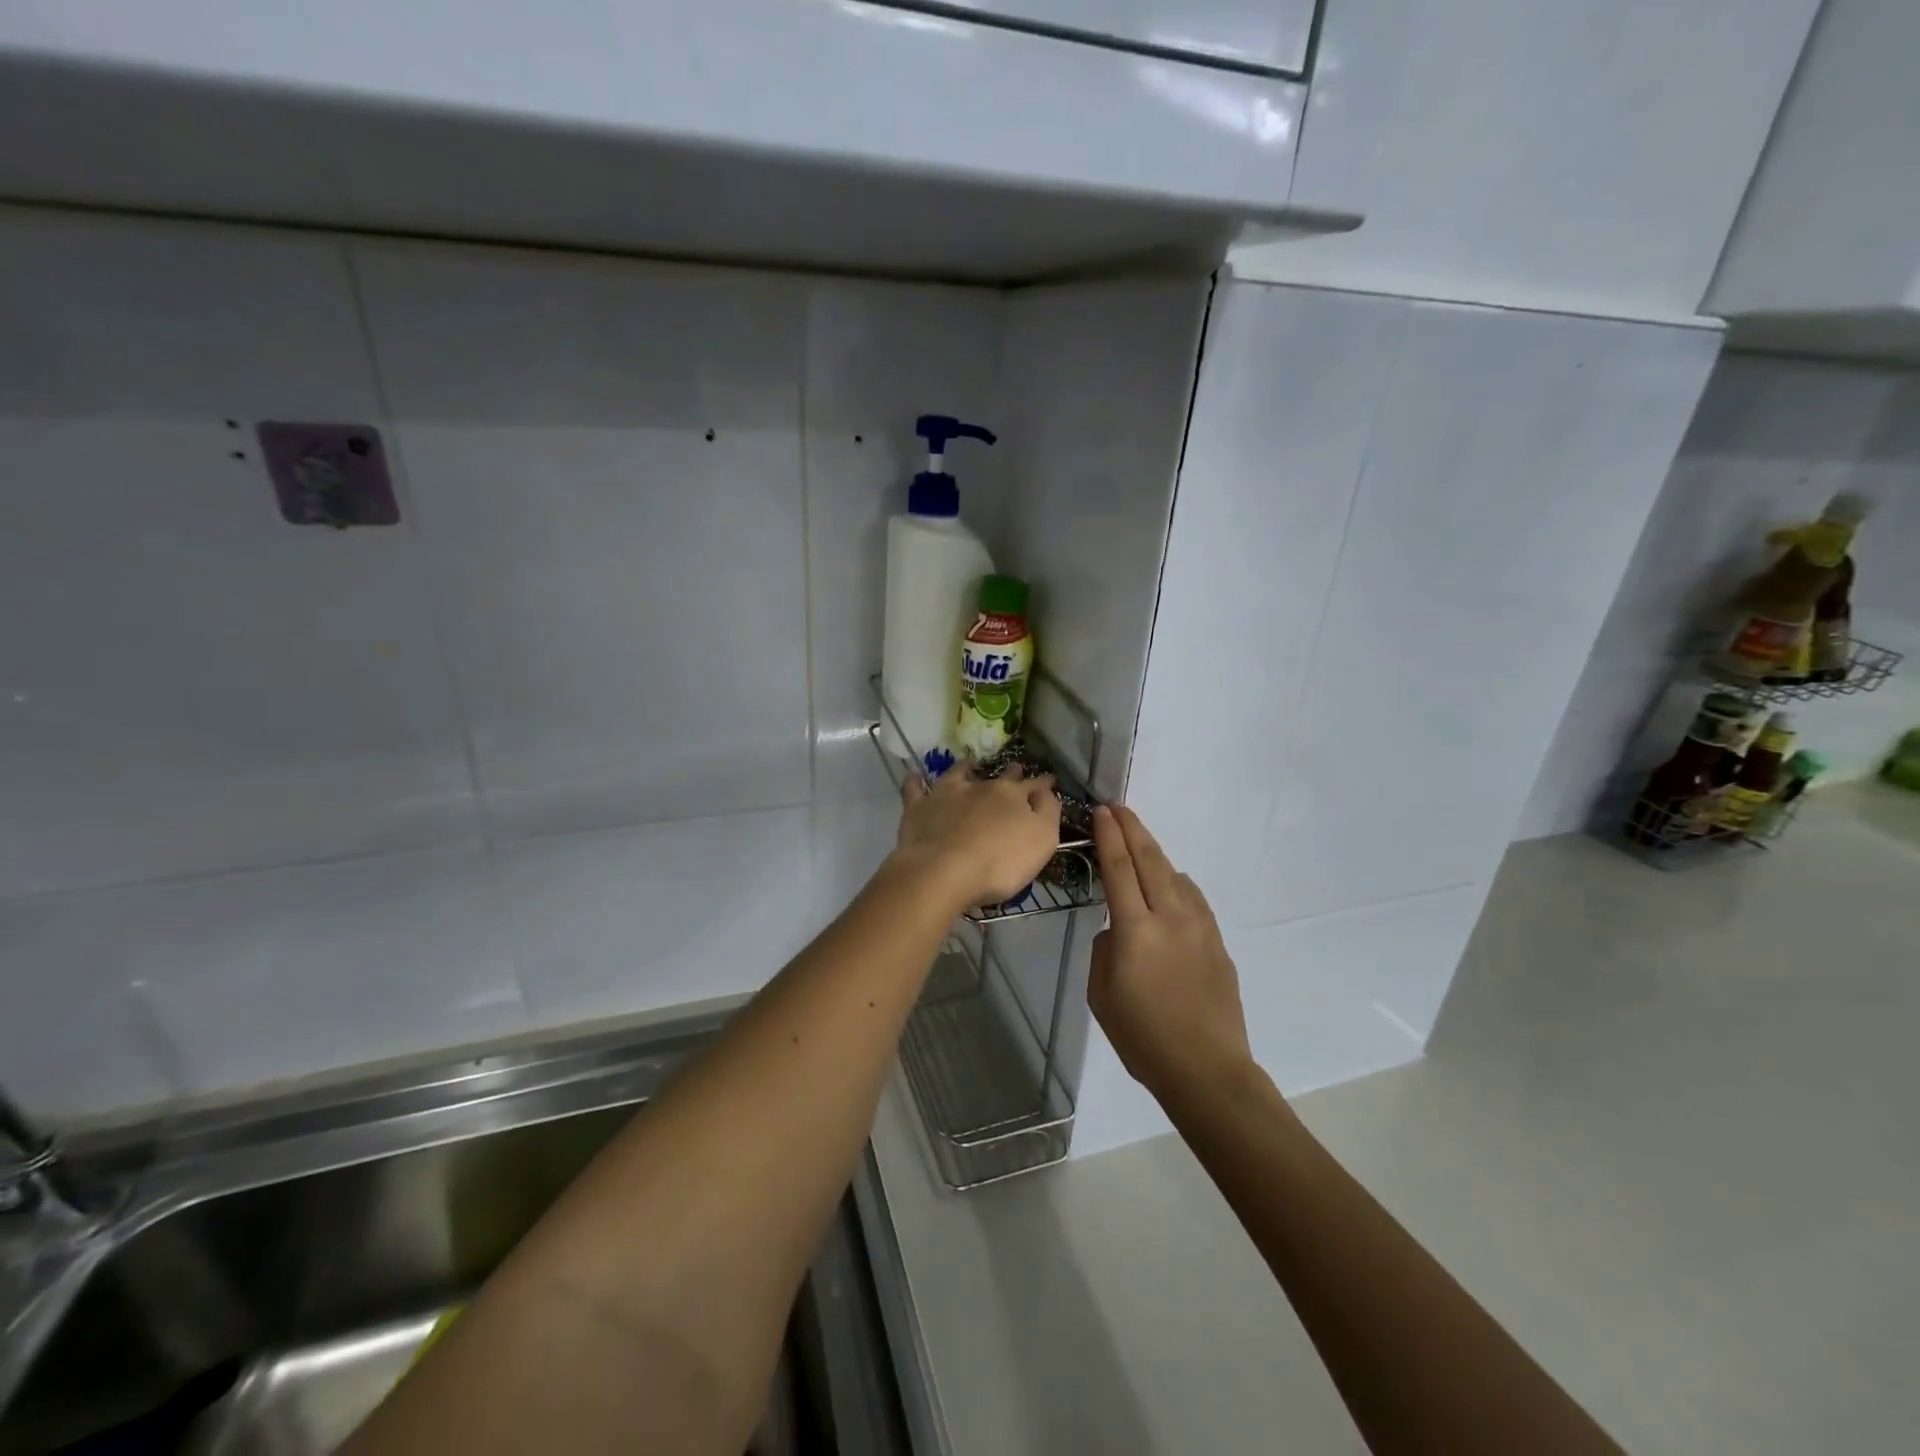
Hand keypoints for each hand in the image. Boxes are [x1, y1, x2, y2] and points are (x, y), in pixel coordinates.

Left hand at [893, 762, 1060, 910]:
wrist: (943, 871)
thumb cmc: (999, 863)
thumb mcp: (1042, 840)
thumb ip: (1047, 812)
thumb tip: (1045, 792)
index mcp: (1013, 796)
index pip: (1034, 785)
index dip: (1043, 783)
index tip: (1049, 780)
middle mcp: (981, 787)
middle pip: (1000, 777)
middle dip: (1011, 773)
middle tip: (1014, 770)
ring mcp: (947, 794)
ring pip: (959, 773)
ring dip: (967, 767)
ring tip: (970, 763)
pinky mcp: (919, 808)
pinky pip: (915, 788)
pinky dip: (916, 781)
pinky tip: (915, 775)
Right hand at [1089, 805, 1252, 1100]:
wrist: (1207, 1070)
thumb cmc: (1143, 1037)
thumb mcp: (1101, 994)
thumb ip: (1105, 949)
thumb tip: (1118, 930)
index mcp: (1135, 930)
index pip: (1119, 868)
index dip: (1109, 836)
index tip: (1102, 811)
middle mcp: (1170, 917)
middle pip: (1150, 859)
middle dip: (1132, 828)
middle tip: (1118, 807)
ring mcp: (1200, 927)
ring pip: (1175, 874)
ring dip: (1154, 852)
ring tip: (1138, 842)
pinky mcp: (1217, 941)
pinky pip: (1193, 897)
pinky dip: (1175, 880)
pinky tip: (1170, 884)